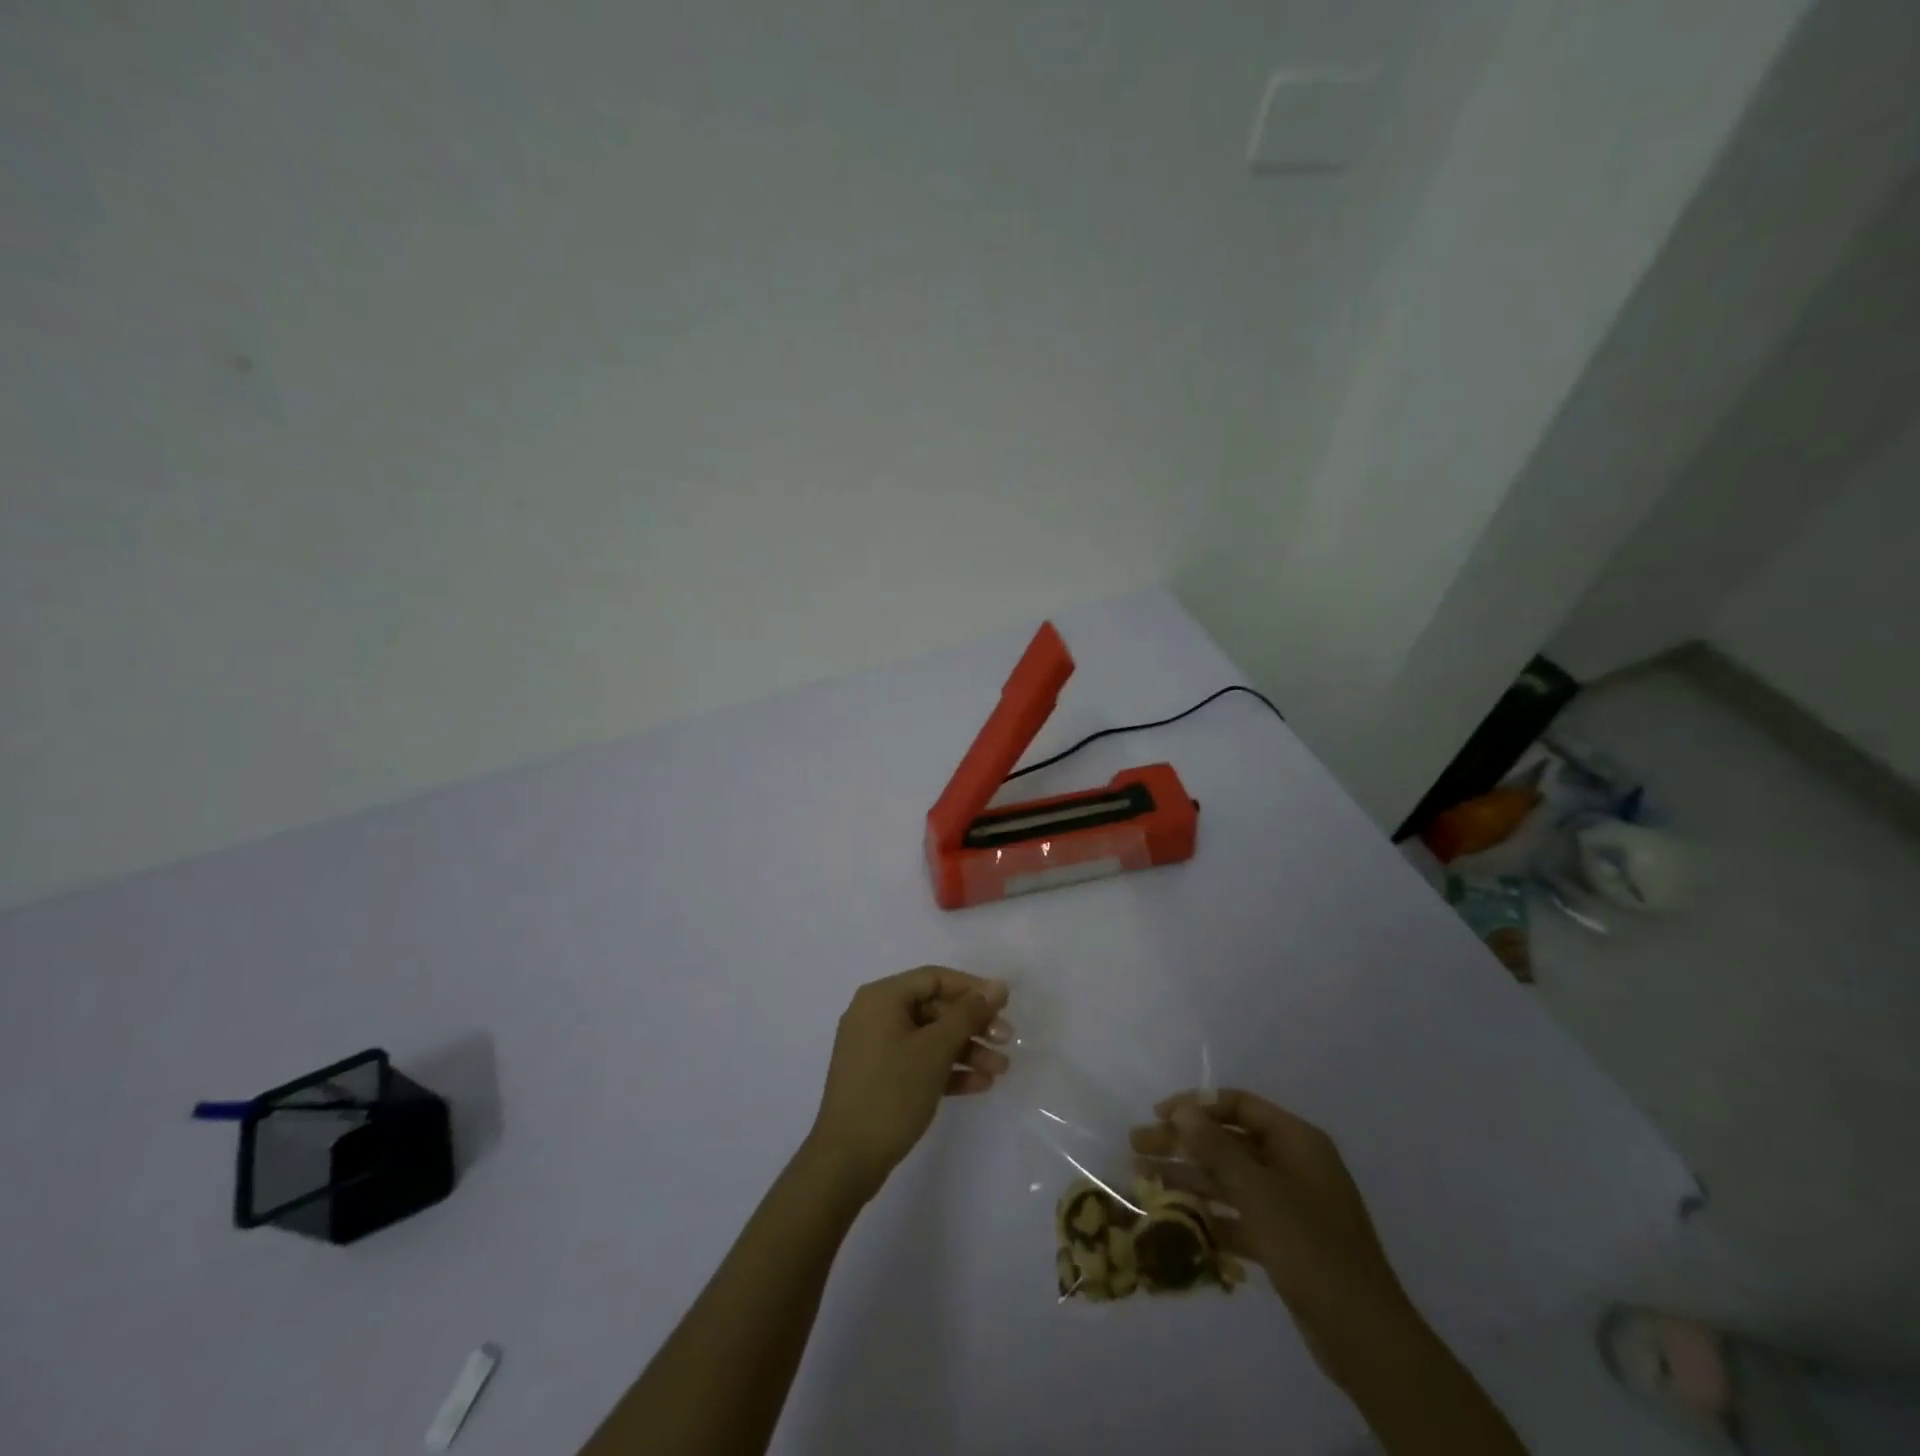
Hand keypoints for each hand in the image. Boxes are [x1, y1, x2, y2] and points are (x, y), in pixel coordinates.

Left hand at [807, 967, 1010, 1204]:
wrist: (846, 1160)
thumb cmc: (892, 1092)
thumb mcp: (935, 1049)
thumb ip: (968, 1014)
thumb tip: (997, 986)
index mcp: (881, 998)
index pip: (934, 978)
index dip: (972, 988)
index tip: (1005, 1005)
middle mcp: (875, 1015)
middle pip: (934, 1008)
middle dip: (973, 1025)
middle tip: (1006, 1041)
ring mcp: (875, 1048)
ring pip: (929, 1038)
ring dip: (966, 1050)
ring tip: (1000, 1070)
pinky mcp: (879, 1077)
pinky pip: (919, 1061)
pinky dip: (947, 1069)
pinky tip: (980, 1085)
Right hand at [1131, 1090, 1416, 1371]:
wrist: (1365, 1338)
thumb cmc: (1311, 1249)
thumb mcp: (1259, 1193)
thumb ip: (1217, 1148)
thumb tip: (1182, 1110)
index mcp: (1297, 1141)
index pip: (1239, 1105)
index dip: (1197, 1105)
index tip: (1158, 1115)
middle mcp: (1293, 1164)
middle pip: (1228, 1141)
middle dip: (1183, 1143)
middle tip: (1136, 1146)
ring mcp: (1290, 1204)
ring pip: (1229, 1179)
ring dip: (1188, 1178)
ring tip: (1141, 1178)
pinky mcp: (1284, 1240)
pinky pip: (1238, 1215)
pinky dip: (1209, 1215)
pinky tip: (1174, 1220)